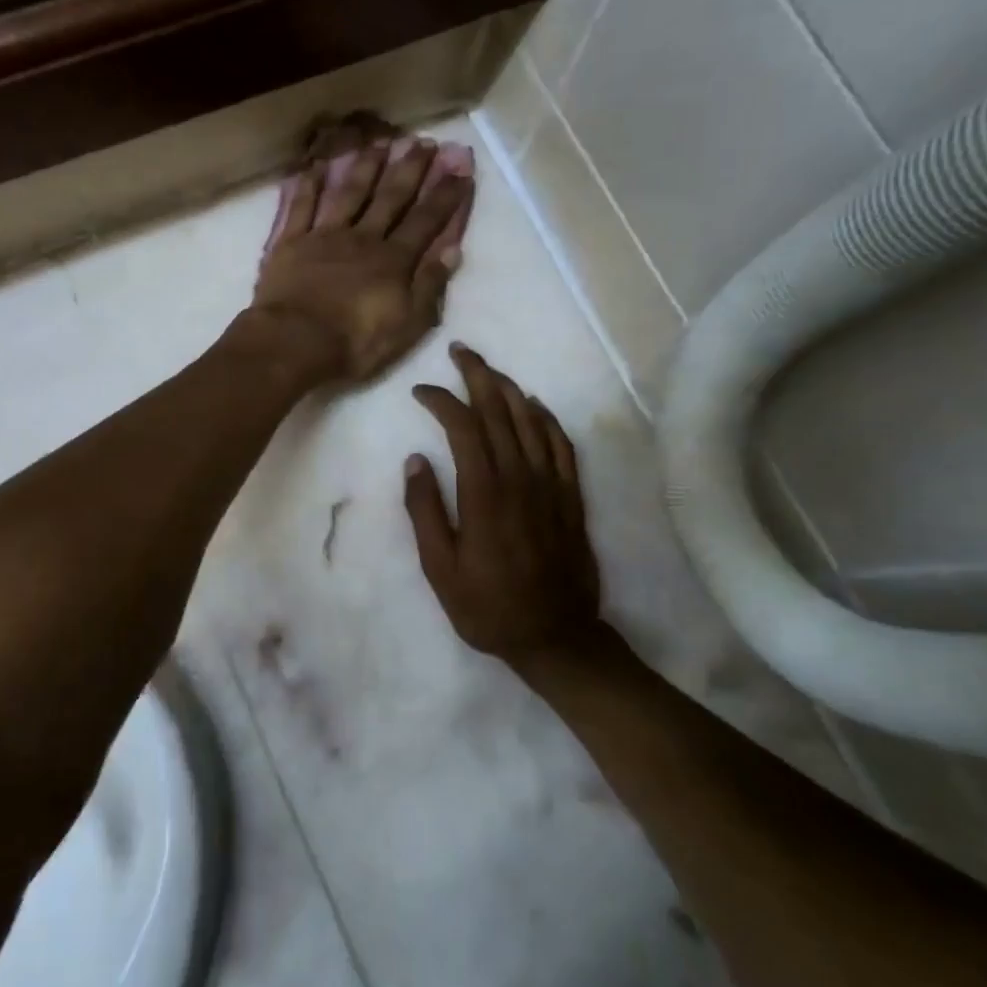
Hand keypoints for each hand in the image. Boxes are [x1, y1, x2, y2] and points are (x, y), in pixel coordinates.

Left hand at [250, 136, 474, 383]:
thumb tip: (452, 249)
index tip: (460, 168)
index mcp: (393, 260)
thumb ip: (429, 285)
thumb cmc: (355, 342)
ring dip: (366, 166)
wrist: (294, 342)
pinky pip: (301, 207)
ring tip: (380, 141)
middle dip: (409, 170)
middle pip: (390, 198)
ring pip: (349, 193)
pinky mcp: (290, 243)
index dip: (444, 195)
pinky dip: (309, 185)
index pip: (426, 221)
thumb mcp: (407, 325)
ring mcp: (324, 236)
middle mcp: (362, 238)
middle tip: (423, 143)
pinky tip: (317, 166)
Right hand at [405, 345, 603, 671]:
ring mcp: (551, 485)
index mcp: (484, 494)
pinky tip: (535, 405)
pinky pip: (562, 445)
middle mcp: (520, 478)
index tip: (422, 391)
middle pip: (501, 411)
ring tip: (490, 369)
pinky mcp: (571, 496)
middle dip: (478, 375)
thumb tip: (415, 461)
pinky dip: (548, 418)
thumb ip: (425, 512)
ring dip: (510, 388)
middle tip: (460, 351)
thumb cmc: (487, 607)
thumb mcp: (440, 569)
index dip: (442, 400)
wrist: (555, 635)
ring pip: (532, 421)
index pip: (464, 427)